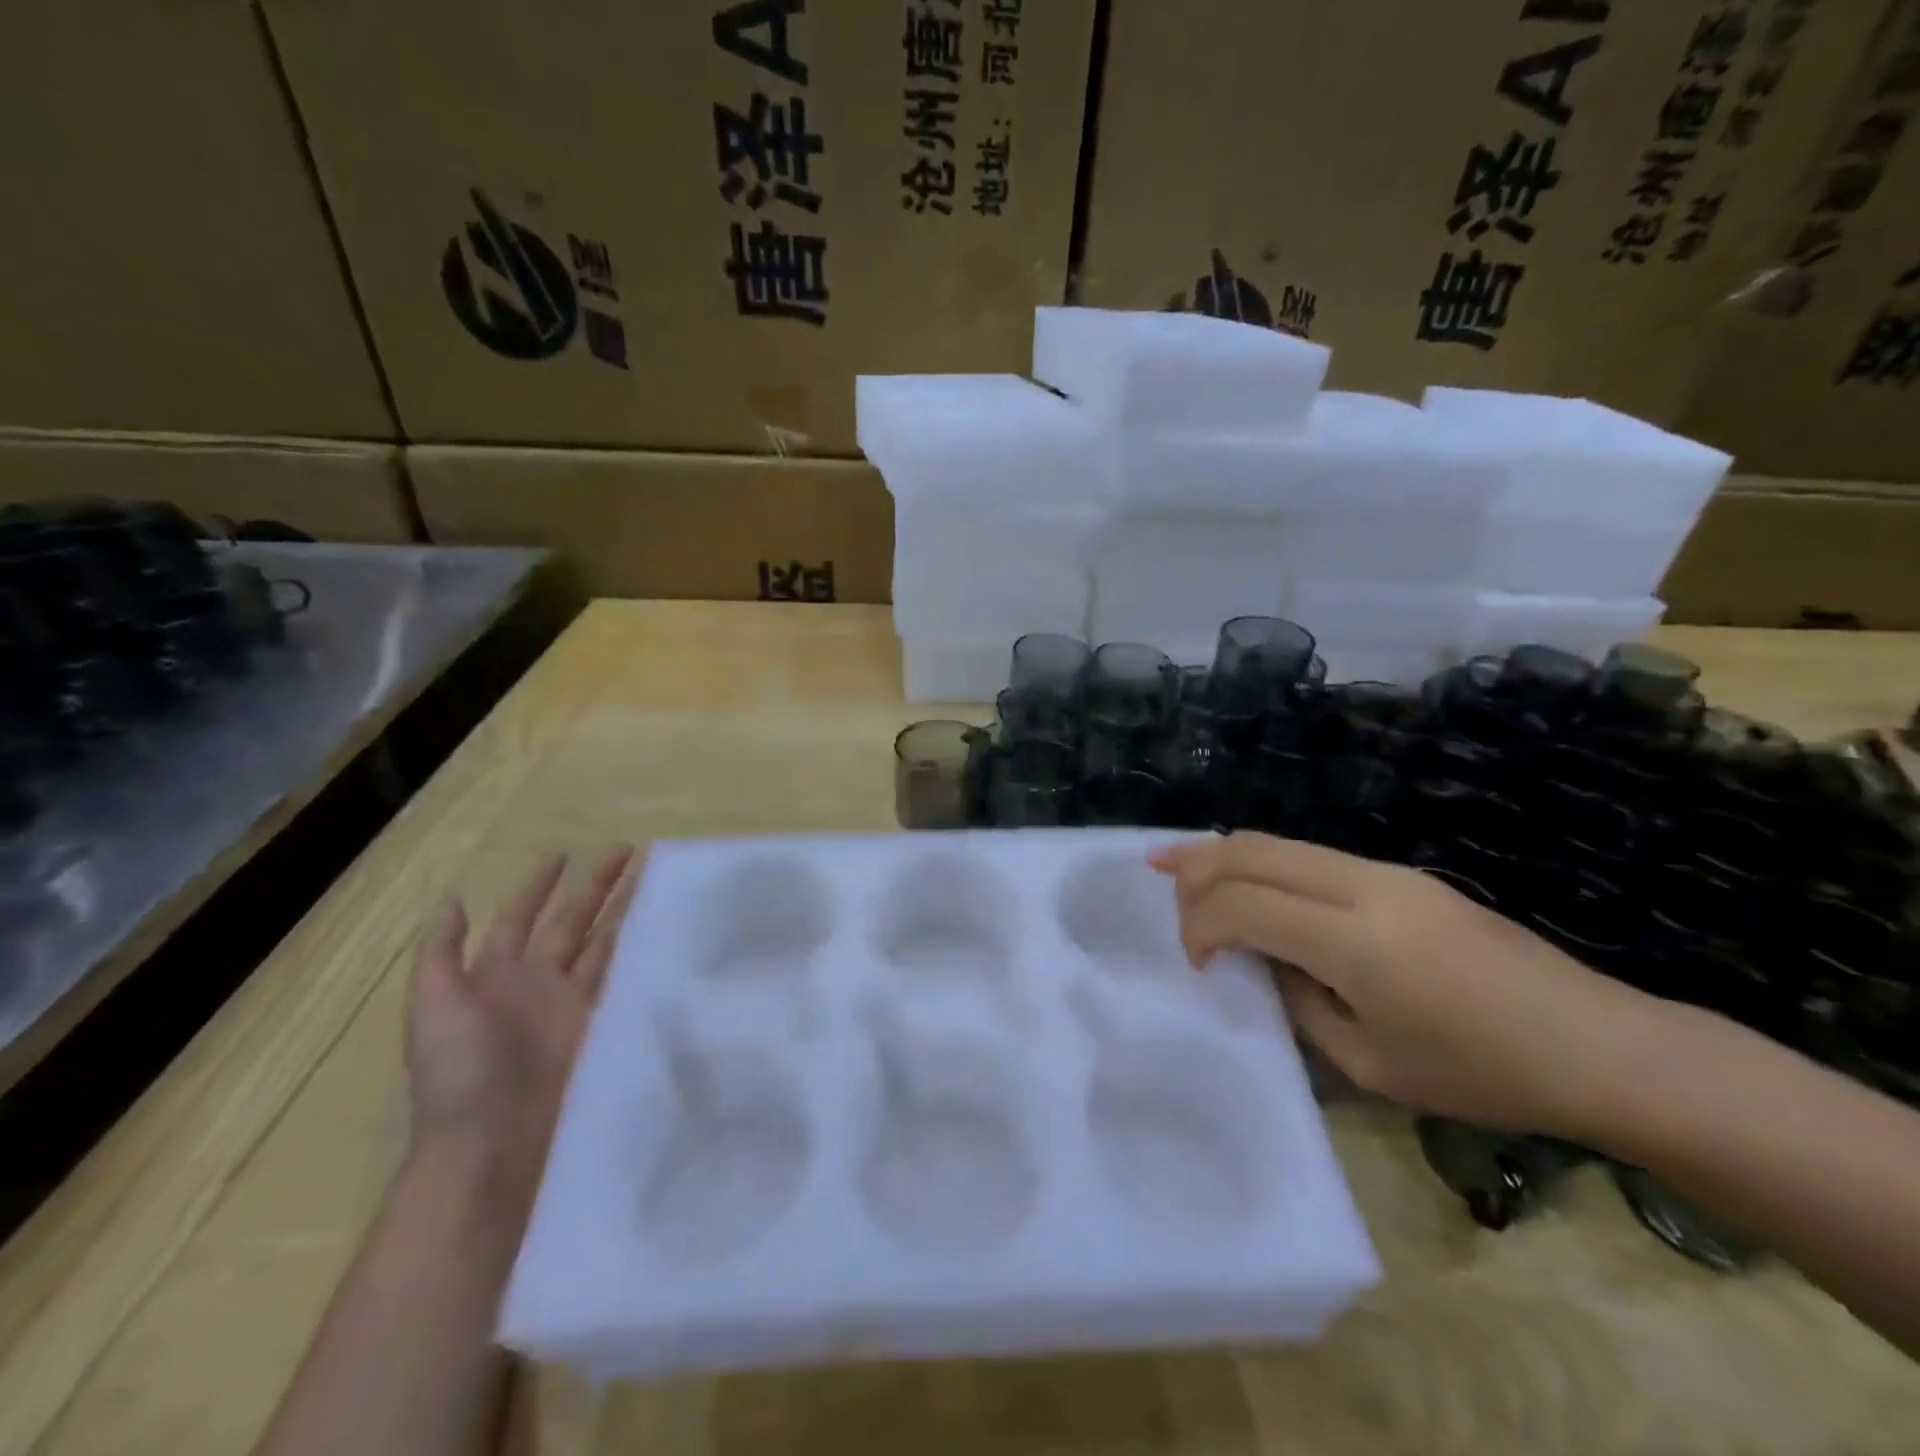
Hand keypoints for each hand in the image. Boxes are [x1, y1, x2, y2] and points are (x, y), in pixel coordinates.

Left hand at [406, 847, 637, 1178]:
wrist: (492, 1140)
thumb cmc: (459, 1070)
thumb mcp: (431, 1007)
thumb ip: (441, 954)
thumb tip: (454, 902)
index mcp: (495, 975)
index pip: (520, 918)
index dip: (538, 886)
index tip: (563, 854)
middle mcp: (537, 982)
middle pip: (571, 922)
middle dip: (594, 886)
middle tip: (625, 850)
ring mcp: (571, 1004)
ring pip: (602, 943)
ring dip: (623, 911)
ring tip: (649, 879)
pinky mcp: (600, 1023)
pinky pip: (621, 979)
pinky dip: (637, 953)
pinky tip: (658, 928)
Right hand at [1151, 832, 1666, 1138]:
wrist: (1601, 1046)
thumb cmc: (1482, 1074)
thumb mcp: (1370, 1064)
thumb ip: (1298, 1004)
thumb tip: (1262, 963)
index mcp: (1352, 940)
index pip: (1243, 905)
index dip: (1200, 925)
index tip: (1197, 963)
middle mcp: (1361, 886)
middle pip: (1252, 851)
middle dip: (1195, 865)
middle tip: (1156, 878)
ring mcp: (1385, 872)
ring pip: (1279, 842)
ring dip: (1223, 852)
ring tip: (1177, 863)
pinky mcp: (1402, 875)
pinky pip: (1310, 855)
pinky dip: (1264, 861)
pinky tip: (1248, 880)